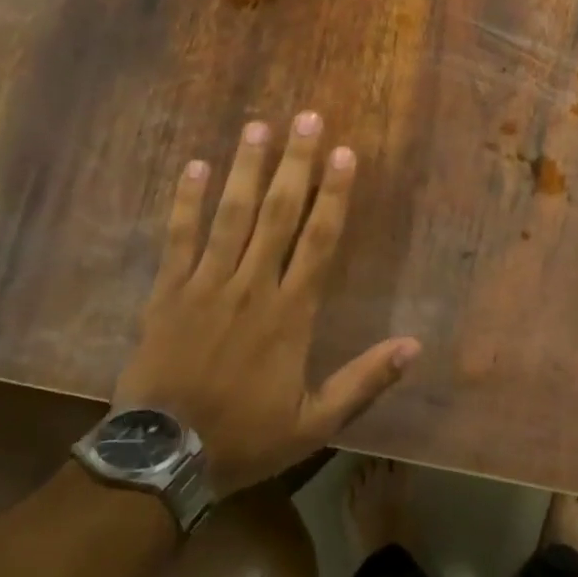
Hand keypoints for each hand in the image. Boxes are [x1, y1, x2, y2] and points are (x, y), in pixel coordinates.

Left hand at [112, 113, 420, 493]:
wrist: (162, 458)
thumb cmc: (246, 437)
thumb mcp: (316, 421)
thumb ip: (365, 380)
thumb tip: (414, 346)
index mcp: (290, 313)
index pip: (319, 241)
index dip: (334, 195)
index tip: (345, 154)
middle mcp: (251, 287)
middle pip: (277, 213)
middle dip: (295, 164)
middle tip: (306, 118)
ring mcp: (205, 285)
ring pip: (231, 216)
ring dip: (246, 168)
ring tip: (258, 126)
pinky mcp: (166, 293)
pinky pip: (178, 238)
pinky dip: (187, 201)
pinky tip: (197, 166)